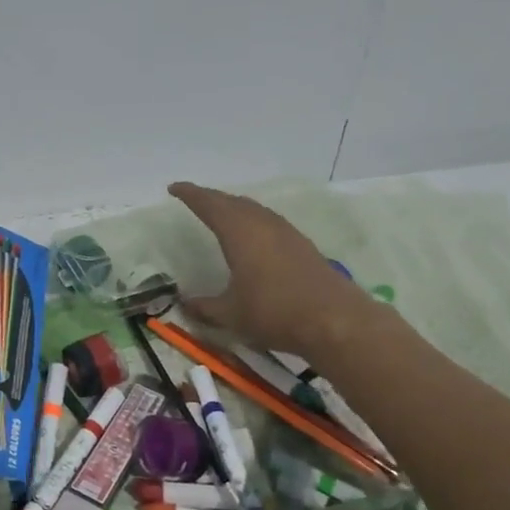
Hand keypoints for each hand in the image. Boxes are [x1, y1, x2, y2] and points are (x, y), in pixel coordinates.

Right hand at [168, 181, 374, 359]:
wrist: (335, 321)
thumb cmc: (275, 313)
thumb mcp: (231, 315)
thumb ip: (205, 307)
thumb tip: (185, 304)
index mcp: (240, 234)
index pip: (209, 205)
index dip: (190, 195)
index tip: (174, 188)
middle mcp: (263, 225)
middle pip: (233, 202)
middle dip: (211, 198)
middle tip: (194, 199)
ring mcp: (286, 233)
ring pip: (254, 209)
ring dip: (234, 207)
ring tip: (221, 212)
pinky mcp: (302, 246)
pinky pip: (269, 221)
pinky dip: (253, 219)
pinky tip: (254, 234)